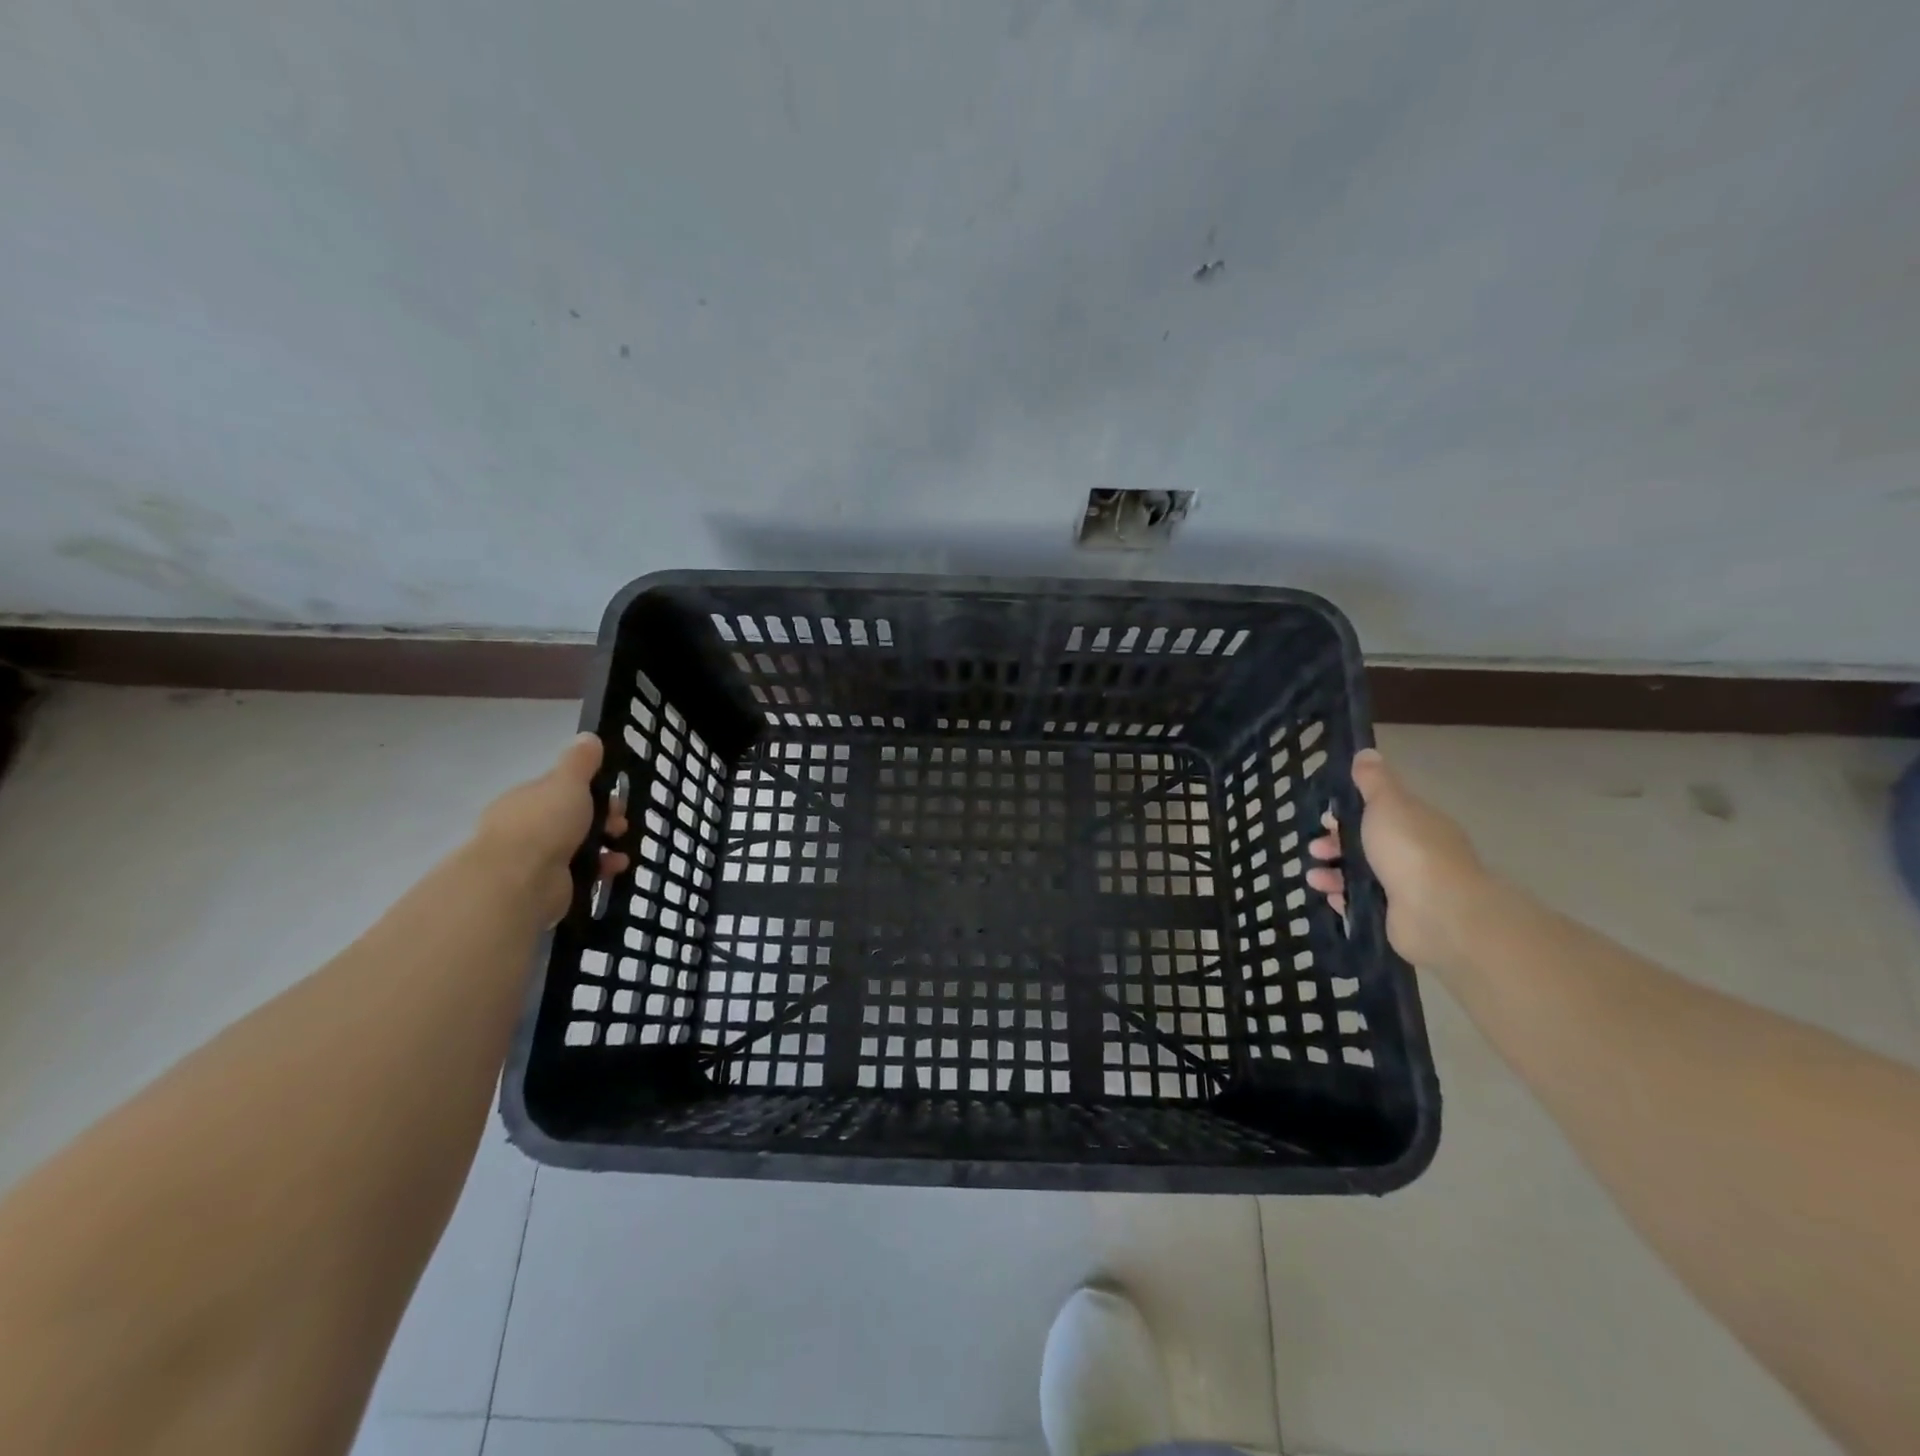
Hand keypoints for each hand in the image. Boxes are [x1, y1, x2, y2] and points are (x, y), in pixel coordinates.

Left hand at [473, 733, 629, 924]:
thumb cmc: (545, 822)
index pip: (561, 790)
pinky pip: (581, 872)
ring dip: (605, 844)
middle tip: (622, 823)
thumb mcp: (567, 782)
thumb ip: (580, 761)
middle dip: (603, 818)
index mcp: (527, 799)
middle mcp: (528, 827)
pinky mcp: (548, 886)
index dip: (591, 790)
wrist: (520, 880)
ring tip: (622, 847)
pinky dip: (601, 869)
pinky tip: (615, 868)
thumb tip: (588, 736)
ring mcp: (536, 859)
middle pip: (573, 818)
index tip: (615, 796)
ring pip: (579, 846)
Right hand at [1305, 748, 1488, 970]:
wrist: (1439, 914)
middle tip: (1314, 849)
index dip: (1350, 812)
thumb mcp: (1387, 804)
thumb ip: (1374, 781)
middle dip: (1337, 844)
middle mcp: (1416, 853)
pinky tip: (1329, 897)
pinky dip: (1344, 898)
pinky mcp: (1398, 916)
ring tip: (1314, 877)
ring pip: (1363, 874)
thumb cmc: (1410, 850)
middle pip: (1369, 844)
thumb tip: (1367, 752)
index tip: (1325, 817)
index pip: (1381, 812)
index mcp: (1418, 823)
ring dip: (1334, 872)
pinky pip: (1364, 903)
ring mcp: (1408, 887)